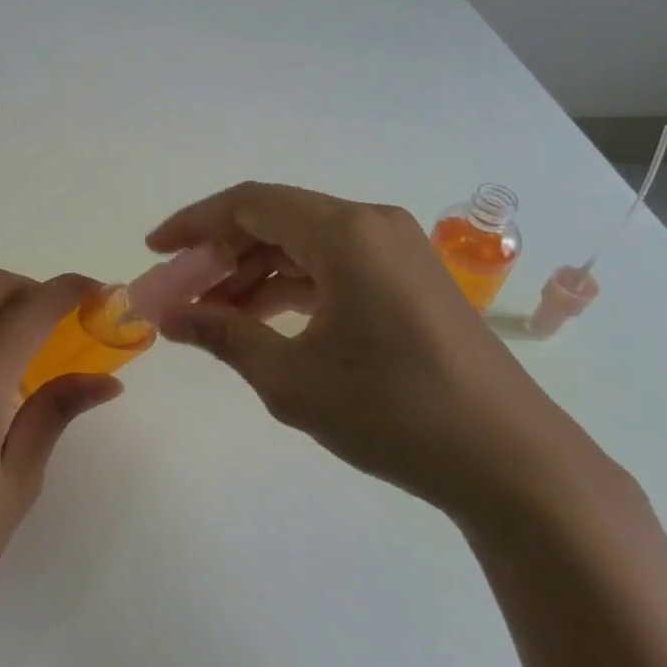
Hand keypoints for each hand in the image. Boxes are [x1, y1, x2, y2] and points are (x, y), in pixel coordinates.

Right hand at [148, 182, 609, 524]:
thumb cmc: (394, 412)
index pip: (249, 204)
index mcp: (344, 232)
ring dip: (254, 272)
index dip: (194, 224)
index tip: (155, 251)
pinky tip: (263, 319)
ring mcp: (397, 250)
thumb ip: (224, 336)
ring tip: (214, 313)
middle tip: (180, 292)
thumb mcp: (292, 378)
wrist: (510, 462)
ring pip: (304, 243)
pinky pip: (334, 265)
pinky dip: (292, 285)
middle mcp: (372, 224)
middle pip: (276, 219)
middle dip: (220, 253)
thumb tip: (169, 318)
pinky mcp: (409, 279)